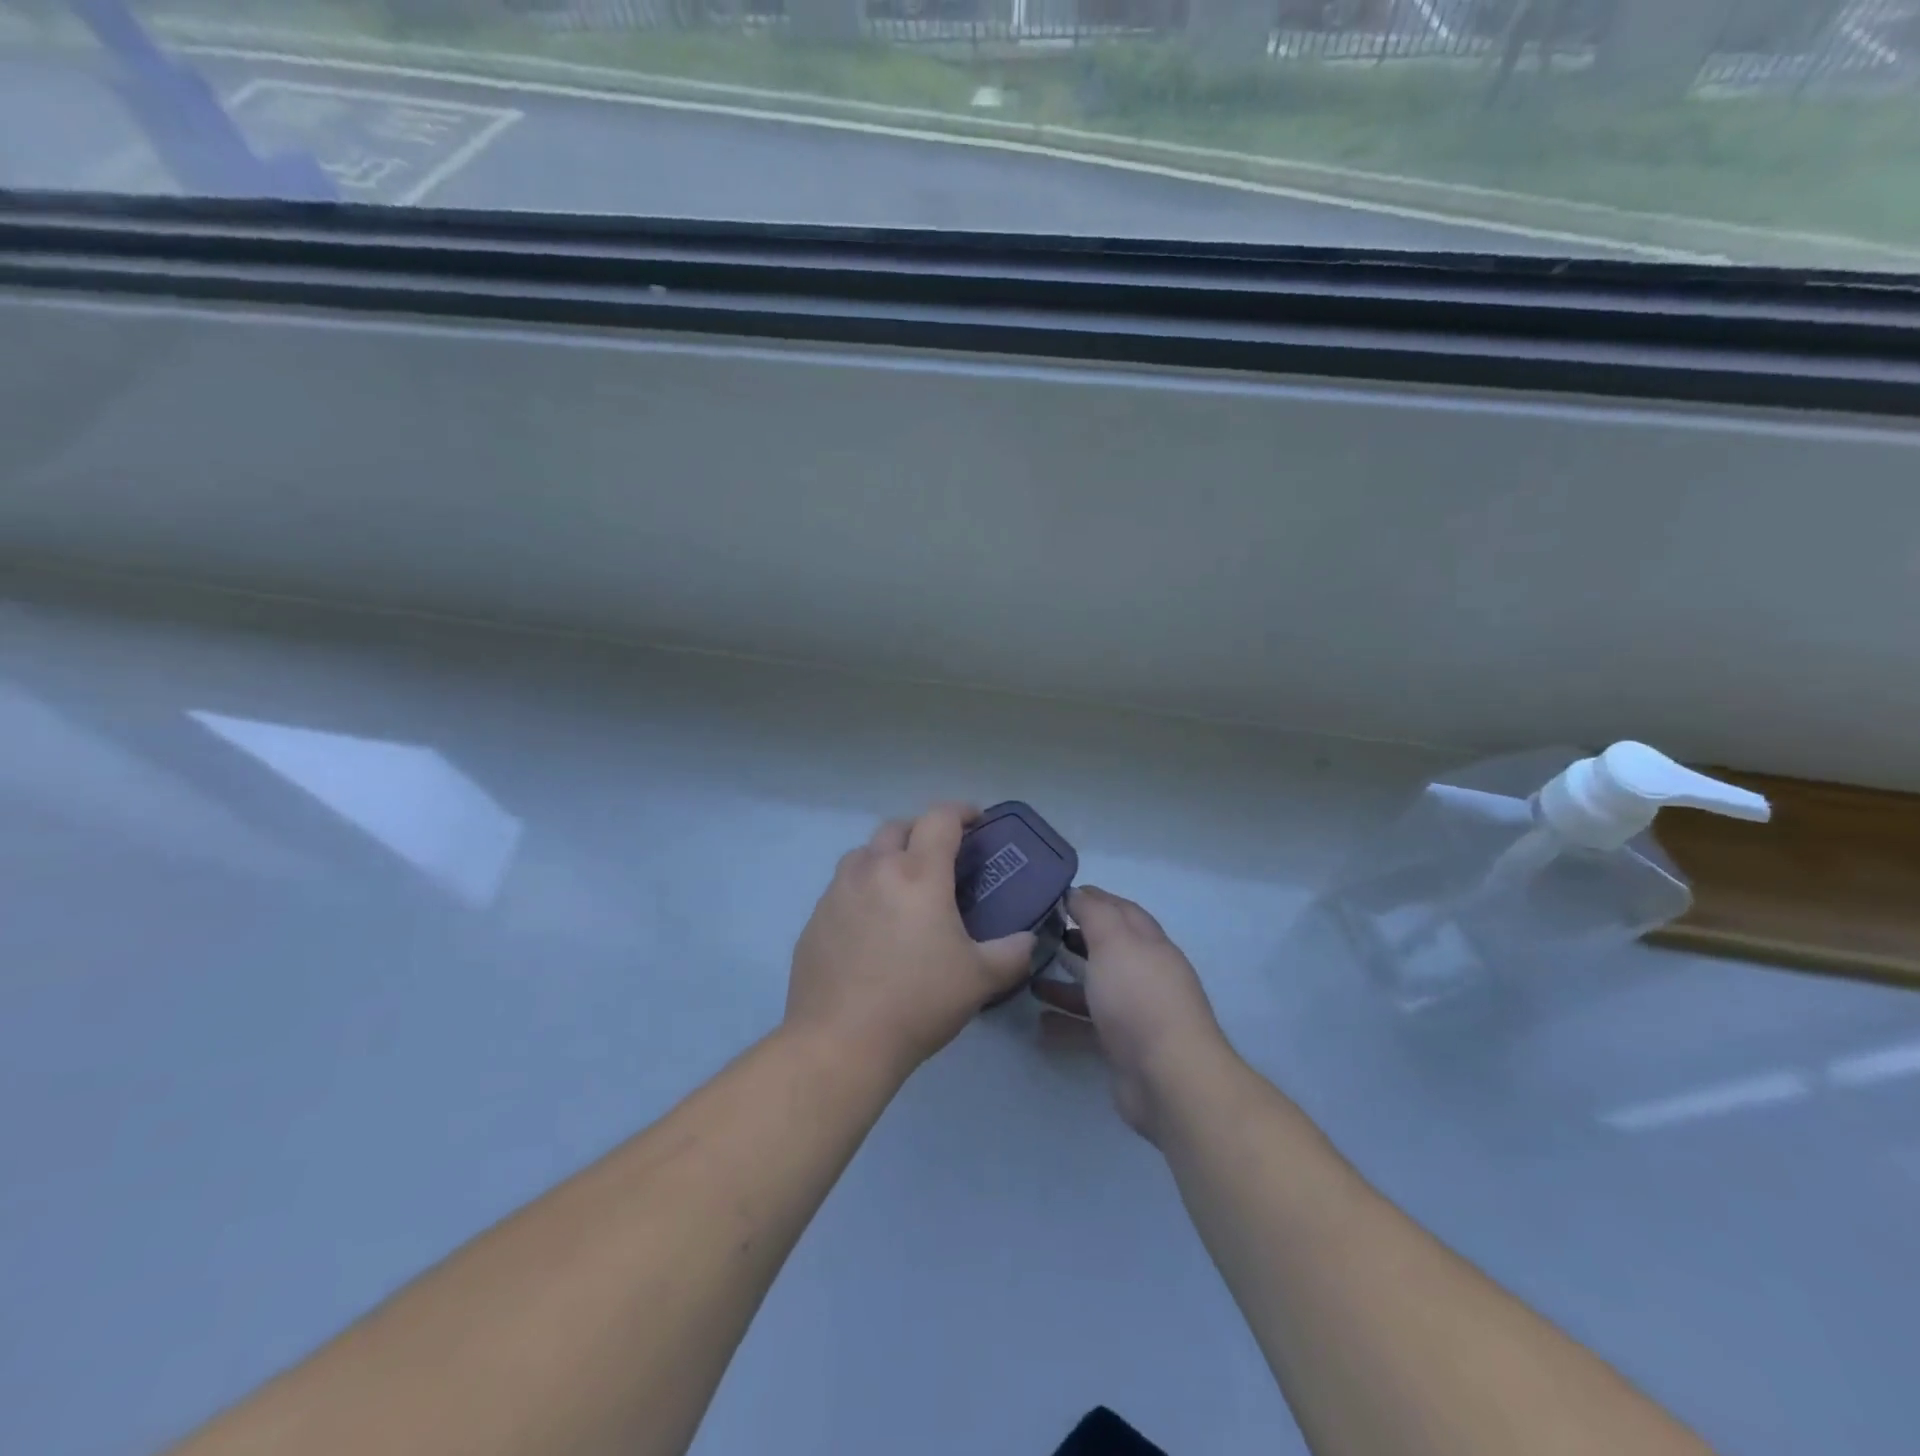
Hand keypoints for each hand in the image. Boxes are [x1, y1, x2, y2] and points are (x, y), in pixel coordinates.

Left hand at [786, 804, 1036, 1078]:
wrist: (841, 1041)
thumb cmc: (918, 1002)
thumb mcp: (980, 979)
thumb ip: (1012, 953)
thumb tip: (1028, 939)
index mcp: (918, 874)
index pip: (940, 818)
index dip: (962, 811)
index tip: (977, 820)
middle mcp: (874, 870)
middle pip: (897, 827)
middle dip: (922, 831)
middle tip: (940, 857)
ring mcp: (838, 892)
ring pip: (863, 854)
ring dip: (886, 856)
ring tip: (902, 887)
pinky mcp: (815, 919)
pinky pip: (842, 888)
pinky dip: (862, 889)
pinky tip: (871, 925)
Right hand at [1031, 886, 1234, 1141]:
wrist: (1168, 1078)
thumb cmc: (1139, 998)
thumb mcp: (1114, 942)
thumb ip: (1094, 914)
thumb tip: (1078, 892)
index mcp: (1150, 944)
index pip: (1122, 911)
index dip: (1094, 899)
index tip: (1060, 894)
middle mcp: (1146, 974)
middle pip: (1108, 949)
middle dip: (1077, 939)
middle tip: (1039, 935)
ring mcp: (1136, 1013)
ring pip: (1096, 989)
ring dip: (1066, 981)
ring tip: (1030, 976)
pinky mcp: (1123, 1047)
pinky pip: (1088, 1027)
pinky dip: (1065, 1022)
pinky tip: (1039, 1021)